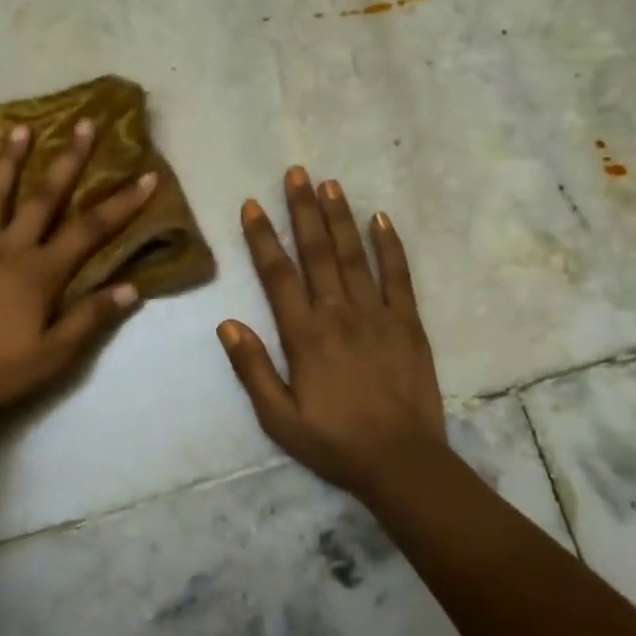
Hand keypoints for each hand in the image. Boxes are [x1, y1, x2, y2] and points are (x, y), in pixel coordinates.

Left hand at [0, 120, 156, 426]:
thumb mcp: (54, 356)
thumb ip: (90, 318)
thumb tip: (131, 287)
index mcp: (40, 273)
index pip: (90, 231)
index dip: (121, 204)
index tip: (145, 176)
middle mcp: (8, 249)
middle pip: (44, 198)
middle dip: (69, 161)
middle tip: (84, 124)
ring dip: (9, 160)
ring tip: (20, 127)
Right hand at [218, 169, 446, 499]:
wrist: (401, 462)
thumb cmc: (333, 442)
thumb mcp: (278, 417)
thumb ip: (251, 368)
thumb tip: (226, 323)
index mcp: (304, 335)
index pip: (278, 275)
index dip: (263, 238)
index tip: (252, 205)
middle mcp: (339, 314)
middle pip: (318, 252)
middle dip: (303, 210)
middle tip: (296, 173)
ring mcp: (377, 314)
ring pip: (355, 255)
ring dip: (340, 217)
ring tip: (329, 184)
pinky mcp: (409, 323)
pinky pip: (399, 275)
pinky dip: (390, 245)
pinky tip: (381, 218)